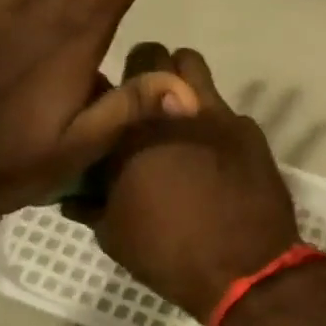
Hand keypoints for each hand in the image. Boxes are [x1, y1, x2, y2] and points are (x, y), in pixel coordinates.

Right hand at [74, 45, 302, 321]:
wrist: (245, 269)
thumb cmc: (168, 253)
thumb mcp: (113, 234)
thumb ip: (91, 202)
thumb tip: (77, 192)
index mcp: (130, 131)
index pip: (108, 82)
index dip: (106, 94)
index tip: (108, 112)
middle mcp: (172, 108)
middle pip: (153, 55)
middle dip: (145, 71)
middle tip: (143, 105)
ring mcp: (216, 113)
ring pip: (193, 66)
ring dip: (181, 80)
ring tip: (178, 114)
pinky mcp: (248, 127)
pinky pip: (224, 109)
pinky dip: (213, 122)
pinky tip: (214, 155)